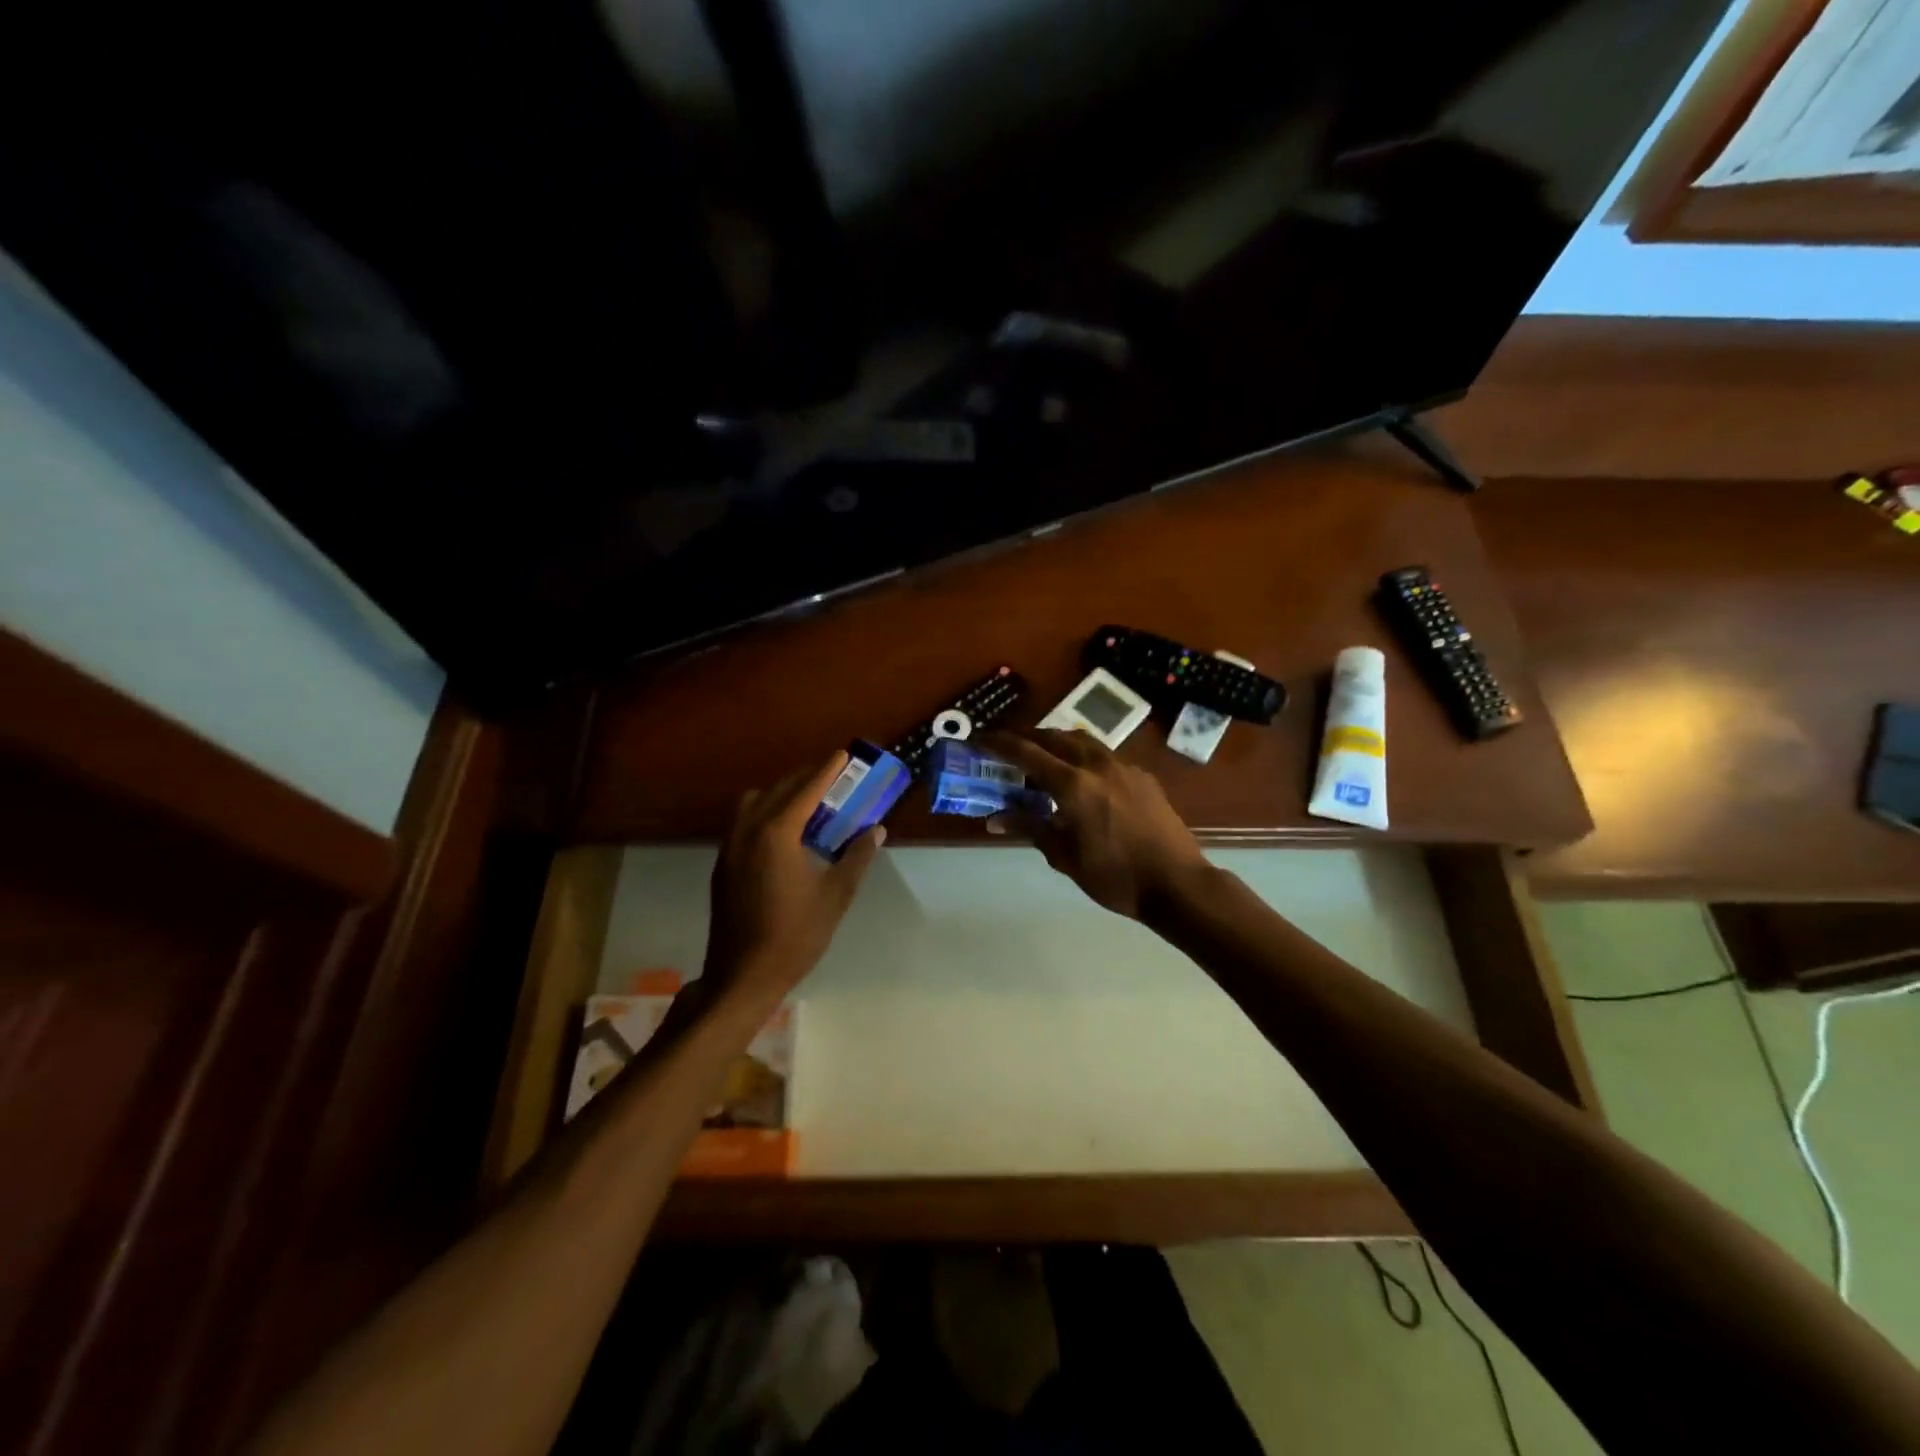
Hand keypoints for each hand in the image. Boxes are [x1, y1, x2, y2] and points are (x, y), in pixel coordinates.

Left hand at [703, 754, 885, 1009]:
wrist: (743, 975)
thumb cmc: (795, 935)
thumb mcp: (836, 896)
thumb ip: (856, 857)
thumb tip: (875, 830)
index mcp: (776, 834)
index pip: (806, 790)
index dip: (826, 771)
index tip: (842, 754)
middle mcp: (748, 831)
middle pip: (778, 789)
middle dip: (805, 778)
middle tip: (832, 776)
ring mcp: (730, 847)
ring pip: (754, 802)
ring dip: (780, 792)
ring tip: (807, 801)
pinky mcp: (722, 864)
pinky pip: (743, 821)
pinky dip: (765, 811)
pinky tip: (784, 831)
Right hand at [980, 729, 1207, 918]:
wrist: (1177, 884)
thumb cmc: (1114, 877)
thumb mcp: (1064, 856)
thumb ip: (1030, 827)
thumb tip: (994, 818)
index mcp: (1073, 785)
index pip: (1026, 753)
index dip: (999, 744)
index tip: (979, 738)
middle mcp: (1097, 765)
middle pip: (1054, 737)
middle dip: (1027, 738)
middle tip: (1007, 748)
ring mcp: (1123, 767)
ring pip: (1082, 740)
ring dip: (1056, 742)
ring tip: (1042, 758)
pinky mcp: (1142, 777)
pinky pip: (1104, 755)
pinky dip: (1082, 756)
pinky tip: (1082, 779)